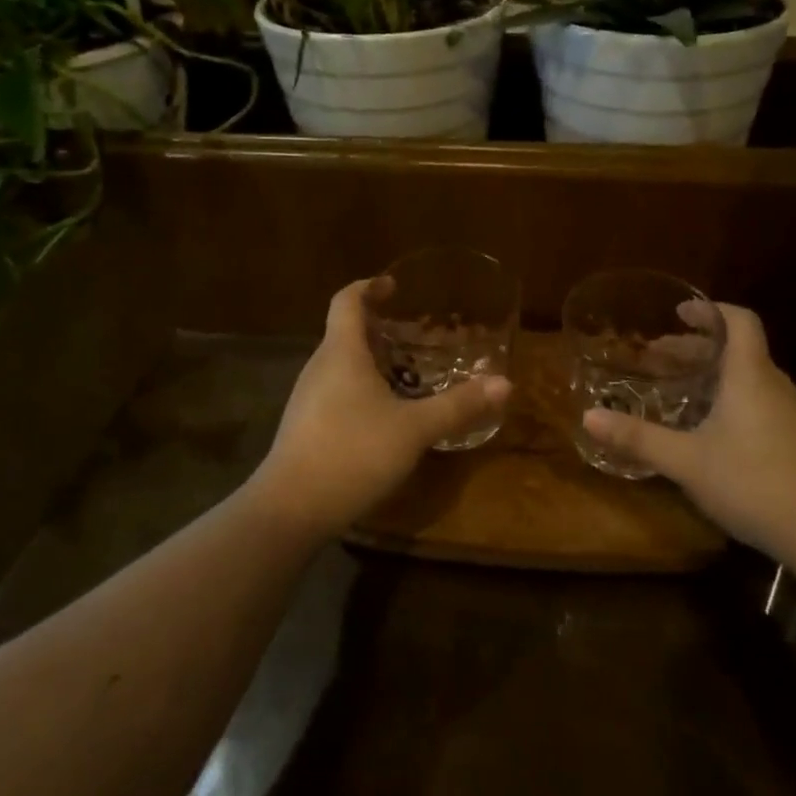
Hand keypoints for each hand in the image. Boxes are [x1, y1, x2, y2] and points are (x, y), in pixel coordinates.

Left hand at [244, 279, 511, 541]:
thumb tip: (505, 383)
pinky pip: (337, 391)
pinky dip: (362, 388)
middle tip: (417, 335)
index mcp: (341, 352)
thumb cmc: (353, 452)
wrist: (291, 509)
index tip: (394, 286)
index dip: (368, 286)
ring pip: (342, 364)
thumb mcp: (414, 429)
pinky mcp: (306, 426)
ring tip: (409, 372)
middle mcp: (320, 367)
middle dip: (380, 327)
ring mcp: (308, 398)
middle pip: (345, 332)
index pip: (347, 301)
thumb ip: (458, 405)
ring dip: (373, 360)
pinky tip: (386, 414)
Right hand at [580, 303, 795, 585]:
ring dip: (712, 374)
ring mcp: (791, 414)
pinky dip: (729, 398)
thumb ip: (638, 437)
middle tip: (658, 356)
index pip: (738, 320)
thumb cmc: (755, 482)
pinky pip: (758, 401)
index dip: (710, 310)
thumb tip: (588, 416)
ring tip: (678, 389)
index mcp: (749, 375)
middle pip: (738, 349)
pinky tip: (710, 430)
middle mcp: (773, 385)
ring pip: (748, 377)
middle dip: (696, 347)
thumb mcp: (687, 461)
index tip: (679, 312)